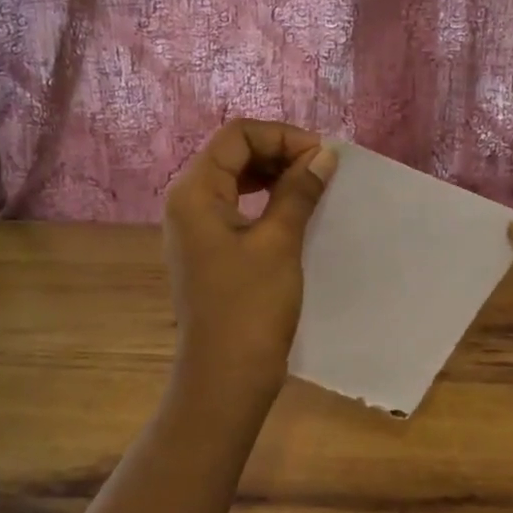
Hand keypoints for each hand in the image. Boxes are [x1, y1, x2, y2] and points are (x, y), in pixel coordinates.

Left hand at [163, 119, 337, 400]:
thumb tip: (324, 155)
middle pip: (233, 153)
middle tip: (321, 169)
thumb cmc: (251, 306)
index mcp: (195, 192)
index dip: (281, 136)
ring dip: (274, 175)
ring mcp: (195, 226)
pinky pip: (236, 205)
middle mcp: (188, 201)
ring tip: (313, 186)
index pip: (237, 136)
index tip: (321, 156)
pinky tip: (294, 210)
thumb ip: (298, 191)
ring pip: (235, 179)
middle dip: (278, 152)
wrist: (226, 376)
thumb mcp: (279, 242)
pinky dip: (265, 200)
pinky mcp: (208, 248)